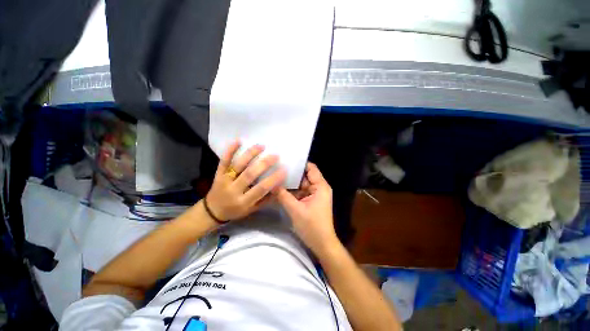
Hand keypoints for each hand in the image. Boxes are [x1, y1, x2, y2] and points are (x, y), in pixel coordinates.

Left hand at [206, 141, 286, 220]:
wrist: (212, 211)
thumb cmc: (236, 211)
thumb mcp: (252, 210)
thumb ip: (266, 199)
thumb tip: (279, 187)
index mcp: (243, 202)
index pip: (261, 189)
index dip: (273, 179)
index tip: (284, 170)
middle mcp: (233, 190)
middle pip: (249, 174)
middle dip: (264, 164)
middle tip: (275, 155)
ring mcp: (224, 180)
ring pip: (238, 165)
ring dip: (250, 154)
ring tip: (262, 146)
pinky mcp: (218, 174)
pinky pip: (223, 161)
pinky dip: (230, 150)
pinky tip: (238, 141)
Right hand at [277, 162, 338, 254]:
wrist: (322, 244)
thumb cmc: (312, 226)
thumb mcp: (295, 210)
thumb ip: (283, 195)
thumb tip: (271, 183)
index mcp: (320, 186)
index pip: (311, 168)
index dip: (299, 163)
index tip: (286, 159)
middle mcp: (319, 188)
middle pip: (305, 176)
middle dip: (292, 173)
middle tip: (277, 167)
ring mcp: (315, 194)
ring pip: (302, 185)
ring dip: (291, 183)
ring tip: (276, 176)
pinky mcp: (311, 201)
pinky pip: (301, 192)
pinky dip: (293, 191)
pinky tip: (281, 189)